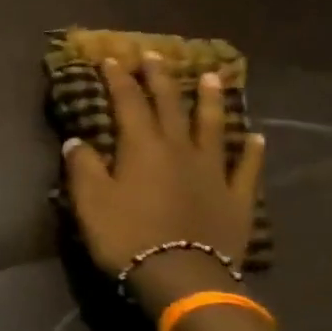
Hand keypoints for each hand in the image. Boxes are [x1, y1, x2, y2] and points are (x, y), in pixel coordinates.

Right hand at [62, 52, 265, 283]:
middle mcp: (180, 149)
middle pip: (171, 106)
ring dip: (211, 100)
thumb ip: (82, 167)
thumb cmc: (126, 235)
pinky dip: (250, 149)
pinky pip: (246, 166)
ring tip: (212, 77)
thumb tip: (77, 141)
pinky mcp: (236, 197)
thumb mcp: (89, 201)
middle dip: (161, 78)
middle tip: (157, 54)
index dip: (119, 79)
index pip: (128, 103)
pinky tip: (254, 136)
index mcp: (142, 147)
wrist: (180, 275)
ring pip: (213, 126)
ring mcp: (214, 171)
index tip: (111, 58)